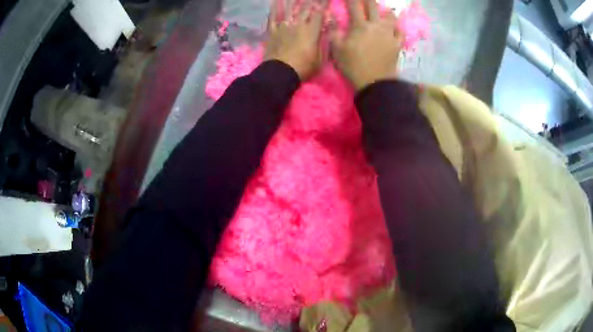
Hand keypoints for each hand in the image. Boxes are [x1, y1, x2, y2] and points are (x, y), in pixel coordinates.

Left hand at [264, 0, 326, 80]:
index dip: (324, 5)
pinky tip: (276, 1)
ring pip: (290, 10)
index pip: (319, 14)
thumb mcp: (320, 58)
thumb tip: (327, 30)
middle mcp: (298, 25)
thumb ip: (324, 42)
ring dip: (294, 1)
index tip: (326, 0)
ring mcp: (284, 27)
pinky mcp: (273, 31)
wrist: (280, 73)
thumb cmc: (304, 68)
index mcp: (312, 31)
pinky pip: (273, 17)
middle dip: (312, 1)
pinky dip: (274, 8)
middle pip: (306, 9)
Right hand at [330, 0, 402, 90]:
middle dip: (369, 0)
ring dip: (387, 12)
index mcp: (359, 26)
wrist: (374, 83)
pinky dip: (397, 28)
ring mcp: (389, 35)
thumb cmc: (353, 66)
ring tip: (385, 11)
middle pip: (373, 7)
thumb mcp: (336, 50)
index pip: (354, 6)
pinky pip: (400, 32)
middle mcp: (376, 26)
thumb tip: (332, 19)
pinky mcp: (397, 44)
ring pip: (391, 17)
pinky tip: (395, 27)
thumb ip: (333, 32)